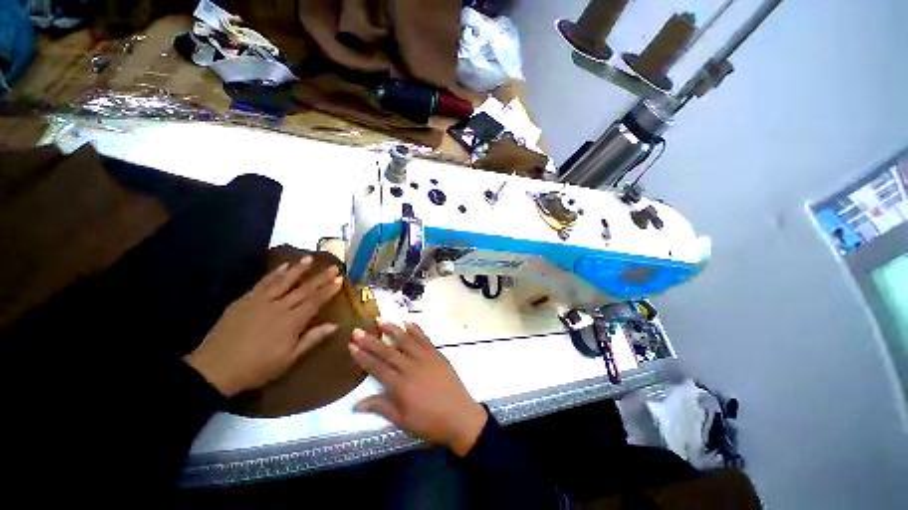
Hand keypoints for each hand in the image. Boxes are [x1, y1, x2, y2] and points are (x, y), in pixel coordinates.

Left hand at [187, 256, 342, 396]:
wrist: (214, 369)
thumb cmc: (257, 367)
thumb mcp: (289, 359)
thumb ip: (312, 339)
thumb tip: (335, 325)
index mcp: (291, 322)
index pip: (315, 301)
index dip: (328, 290)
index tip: (340, 279)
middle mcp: (278, 307)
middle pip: (303, 289)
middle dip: (321, 277)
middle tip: (333, 266)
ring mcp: (259, 301)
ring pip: (283, 281)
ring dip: (298, 269)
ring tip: (309, 258)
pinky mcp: (244, 300)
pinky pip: (262, 283)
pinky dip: (274, 273)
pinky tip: (282, 266)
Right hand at [349, 321, 487, 456]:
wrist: (460, 416)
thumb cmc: (429, 422)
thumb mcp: (402, 420)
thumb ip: (381, 407)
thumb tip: (356, 404)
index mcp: (400, 386)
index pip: (377, 368)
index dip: (363, 357)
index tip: (352, 346)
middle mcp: (411, 367)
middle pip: (388, 351)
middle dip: (371, 341)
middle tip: (358, 331)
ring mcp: (426, 358)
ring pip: (406, 340)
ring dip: (392, 329)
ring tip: (380, 320)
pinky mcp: (437, 354)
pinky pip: (424, 338)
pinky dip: (415, 329)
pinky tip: (407, 322)